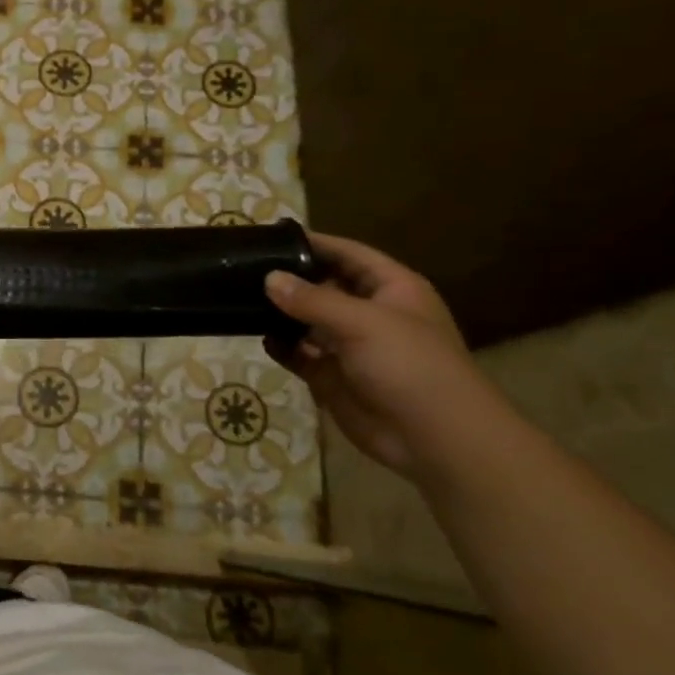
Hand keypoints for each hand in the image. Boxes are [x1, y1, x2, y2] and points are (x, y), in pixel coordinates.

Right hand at [264, 233, 489, 475]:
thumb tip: (269, 279)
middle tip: (245, 267)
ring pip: (307, 320)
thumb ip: (312, 300)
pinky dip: (281, 346)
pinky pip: (300, 353)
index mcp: (392, 289)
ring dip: (281, 313)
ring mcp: (349, 346)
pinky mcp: (332, 376)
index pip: (348, 254)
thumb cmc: (410, 366)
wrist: (433, 438)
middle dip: (290, 278)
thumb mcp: (363, 323)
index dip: (315, 244)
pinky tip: (260, 337)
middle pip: (324, 286)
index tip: (272, 236)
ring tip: (241, 299)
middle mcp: (369, 312)